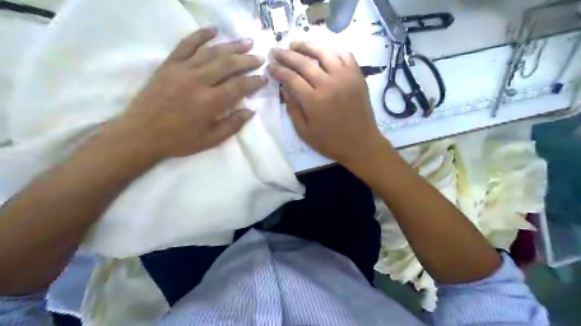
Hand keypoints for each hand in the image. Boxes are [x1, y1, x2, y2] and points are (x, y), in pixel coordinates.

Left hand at [107, 29, 266, 160]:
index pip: (239, 86)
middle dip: (247, 60)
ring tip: (246, 41)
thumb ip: (232, 125)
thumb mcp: (210, 140)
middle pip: (228, 65)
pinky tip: (213, 30)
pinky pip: (186, 45)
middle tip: (260, 58)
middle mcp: (198, 82)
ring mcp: (182, 70)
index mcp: (210, 103)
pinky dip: (200, 35)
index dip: (254, 81)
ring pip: (211, 52)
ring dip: (231, 46)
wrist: (141, 134)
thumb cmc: (178, 140)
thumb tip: (250, 111)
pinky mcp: (169, 64)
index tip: (263, 78)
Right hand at [269, 40, 386, 165]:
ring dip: (307, 45)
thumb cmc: (331, 142)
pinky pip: (344, 55)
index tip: (270, 66)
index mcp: (314, 100)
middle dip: (286, 55)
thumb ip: (293, 109)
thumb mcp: (304, 132)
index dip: (278, 70)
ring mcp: (345, 77)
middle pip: (303, 62)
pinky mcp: (357, 76)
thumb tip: (284, 89)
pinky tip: (322, 51)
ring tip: (295, 44)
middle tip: (276, 50)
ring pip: (323, 52)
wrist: (361, 144)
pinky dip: (331, 50)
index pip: (291, 78)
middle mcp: (329, 83)